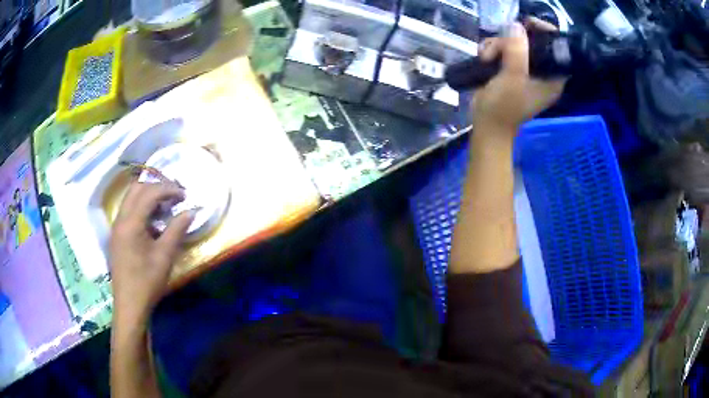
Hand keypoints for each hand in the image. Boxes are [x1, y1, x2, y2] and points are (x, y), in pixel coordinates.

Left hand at [109, 181, 193, 325]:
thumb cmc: (147, 282)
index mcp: (131, 223)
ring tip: (165, 208)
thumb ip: (177, 229)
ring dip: (148, 197)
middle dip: (156, 187)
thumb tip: (191, 211)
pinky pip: (128, 211)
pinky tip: (153, 223)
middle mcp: (120, 219)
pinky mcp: (117, 236)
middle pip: (136, 189)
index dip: (168, 189)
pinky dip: (141, 208)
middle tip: (174, 197)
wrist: (130, 305)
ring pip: (130, 199)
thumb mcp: (165, 256)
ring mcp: (116, 227)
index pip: (149, 193)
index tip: (185, 195)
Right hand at [472, 19, 565, 133]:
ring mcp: (525, 70)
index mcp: (552, 78)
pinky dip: (491, 50)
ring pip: (513, 43)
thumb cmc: (504, 107)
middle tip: (499, 46)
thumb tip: (516, 26)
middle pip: (532, 42)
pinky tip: (484, 57)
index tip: (529, 24)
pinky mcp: (510, 69)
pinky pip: (503, 49)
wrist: (486, 124)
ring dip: (496, 45)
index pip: (556, 49)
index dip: (546, 33)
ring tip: (487, 57)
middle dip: (512, 40)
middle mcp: (541, 72)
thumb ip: (517, 51)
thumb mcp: (512, 78)